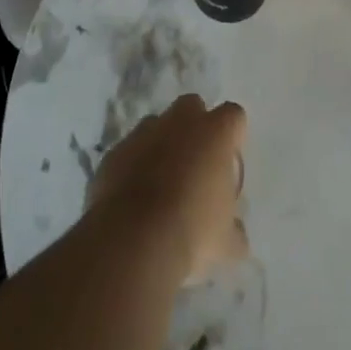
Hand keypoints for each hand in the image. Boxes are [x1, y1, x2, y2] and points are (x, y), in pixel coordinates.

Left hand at [87, 95, 247, 282]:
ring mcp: (143, 133)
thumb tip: (236, 233)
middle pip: (192, 107)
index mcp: (215, 133)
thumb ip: (235, 230)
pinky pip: (129, 151)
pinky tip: (134, 197)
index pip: (233, 116)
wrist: (134, 239)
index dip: (233, 136)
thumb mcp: (227, 243)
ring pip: (157, 125)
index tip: (229, 162)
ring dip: (162, 144)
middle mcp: (180, 121)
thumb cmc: (192, 231)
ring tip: (162, 183)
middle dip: (195, 127)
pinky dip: (133, 165)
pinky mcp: (115, 151)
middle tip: (197, 164)